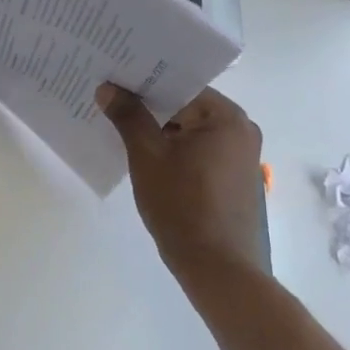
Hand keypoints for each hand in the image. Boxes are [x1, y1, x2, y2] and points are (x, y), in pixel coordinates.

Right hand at [97, 83, 266, 280]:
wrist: (217, 268)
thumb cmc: (182, 204)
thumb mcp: (147, 156)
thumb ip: (128, 116)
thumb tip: (108, 88)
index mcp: (227, 118)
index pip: (181, 86)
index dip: (145, 83)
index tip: (114, 80)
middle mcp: (241, 131)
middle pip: (186, 107)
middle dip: (149, 107)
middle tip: (110, 100)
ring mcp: (240, 157)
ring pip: (189, 131)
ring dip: (159, 131)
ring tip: (119, 125)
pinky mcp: (233, 180)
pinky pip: (197, 152)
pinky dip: (173, 151)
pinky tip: (143, 156)